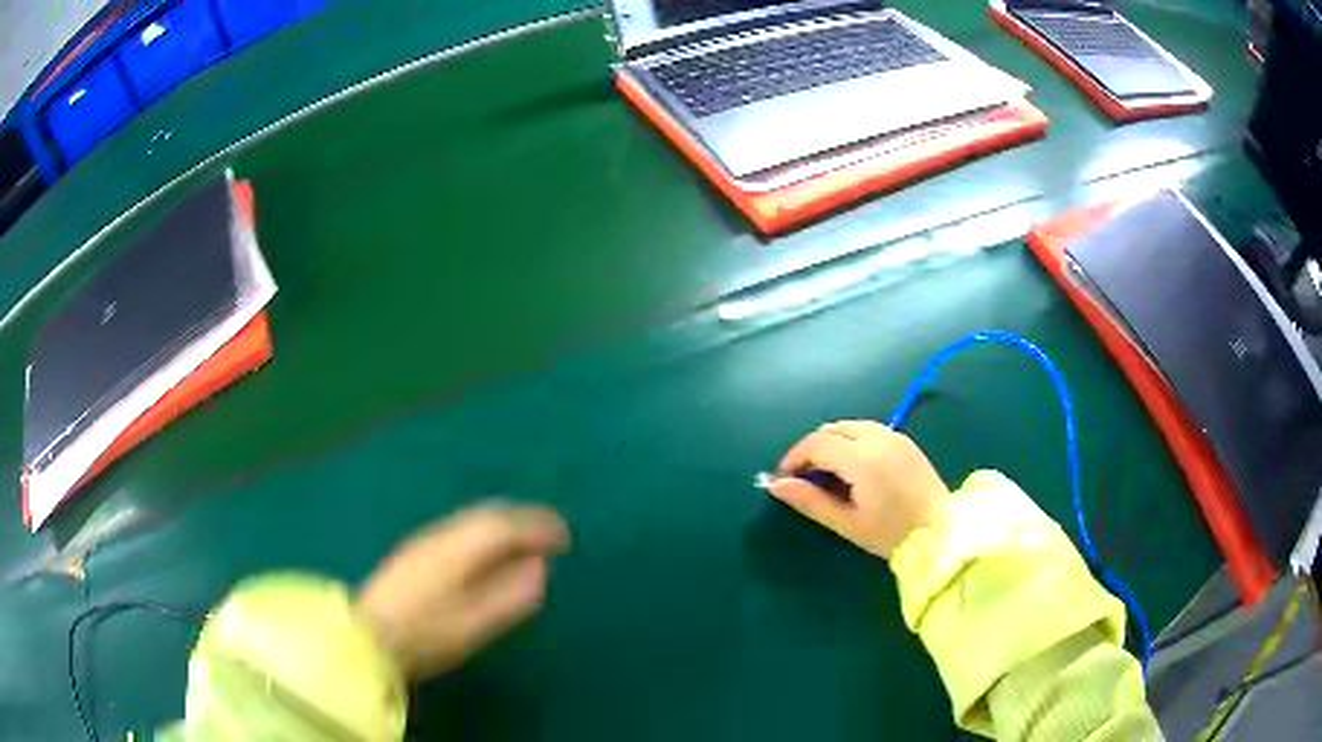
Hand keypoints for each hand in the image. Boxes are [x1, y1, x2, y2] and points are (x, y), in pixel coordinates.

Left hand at [356, 503, 569, 679]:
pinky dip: (486, 534)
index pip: (506, 525)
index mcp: (461, 548)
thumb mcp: (475, 622)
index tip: (565, 537)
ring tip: (526, 541)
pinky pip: (462, 529)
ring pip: (473, 520)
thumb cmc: (426, 633)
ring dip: (504, 524)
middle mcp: (445, 534)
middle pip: (489, 515)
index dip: (539, 527)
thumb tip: (540, 568)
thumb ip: (511, 595)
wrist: (368, 635)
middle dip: (523, 520)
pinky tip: (489, 552)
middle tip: (551, 534)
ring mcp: (427, 540)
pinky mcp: (417, 552)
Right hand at [768, 420, 950, 558]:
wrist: (941, 532)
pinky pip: (869, 430)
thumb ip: (811, 501)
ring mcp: (894, 437)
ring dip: (831, 441)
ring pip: (851, 426)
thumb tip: (776, 485)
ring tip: (825, 471)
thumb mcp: (847, 522)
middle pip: (832, 429)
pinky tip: (851, 466)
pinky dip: (851, 440)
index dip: (795, 458)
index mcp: (862, 458)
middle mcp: (878, 438)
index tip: (783, 478)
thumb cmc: (891, 534)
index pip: (817, 444)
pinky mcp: (905, 442)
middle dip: (811, 448)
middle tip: (802, 476)